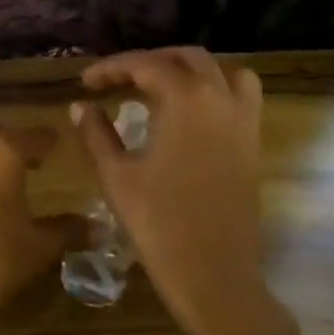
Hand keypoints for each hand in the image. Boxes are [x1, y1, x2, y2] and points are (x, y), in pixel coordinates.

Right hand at [71, 48, 298, 334]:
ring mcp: (243, 121)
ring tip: (156, 87)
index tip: (85, 83)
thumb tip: (80, 106)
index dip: (111, 69)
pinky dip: (216, 89)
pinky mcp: (252, 144)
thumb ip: (97, 133)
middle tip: (116, 81)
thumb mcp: (117, 175)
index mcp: (185, 101)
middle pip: (185, 58)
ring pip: (219, 71)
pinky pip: (241, 97)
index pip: (145, 65)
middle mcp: (220, 100)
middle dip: (148, 62)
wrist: (215, 276)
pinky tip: (189, 113)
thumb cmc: (158, 223)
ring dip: (186, 70)